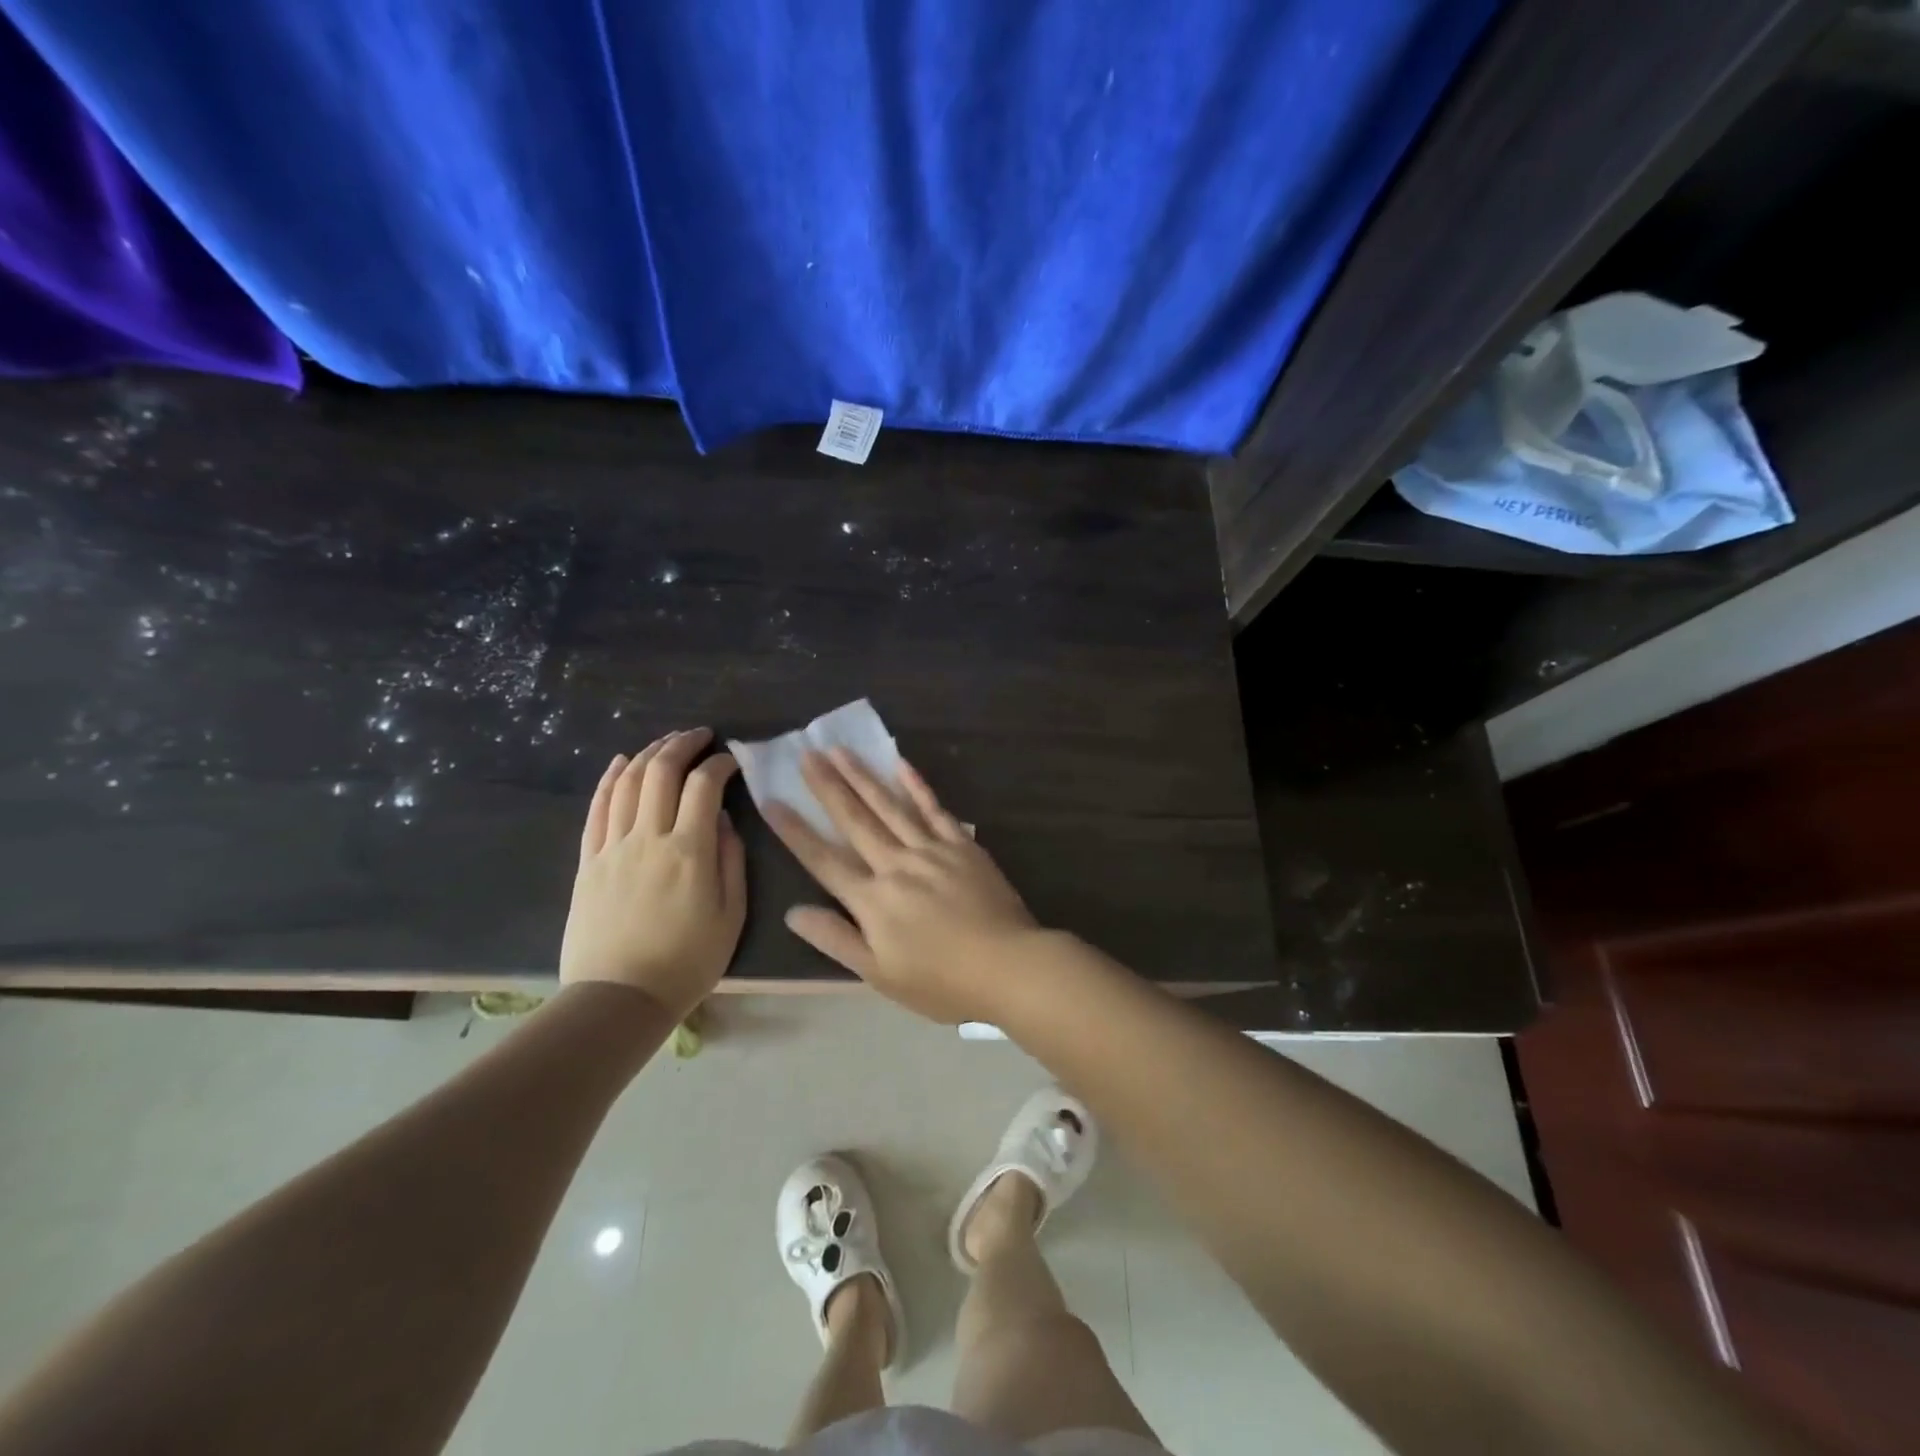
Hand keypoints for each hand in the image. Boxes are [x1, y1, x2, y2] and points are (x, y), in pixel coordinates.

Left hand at [560, 728, 746, 1018]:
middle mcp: (648, 838)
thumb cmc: (687, 961)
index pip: (704, 786)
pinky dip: (608, 779)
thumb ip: (731, 860)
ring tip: (667, 743)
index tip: (732, 762)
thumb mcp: (732, 915)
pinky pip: (596, 809)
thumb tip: (724, 820)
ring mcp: (612, 847)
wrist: (619, 998)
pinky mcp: (588, 862)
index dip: (720, 764)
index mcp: (690, 851)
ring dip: (648, 754)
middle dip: (683, 744)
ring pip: (626, 783)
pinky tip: (620, 763)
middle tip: (700, 736)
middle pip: (661, 772)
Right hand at [766, 749, 1040, 1022]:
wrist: (1008, 966)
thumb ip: (836, 940)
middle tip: (805, 754)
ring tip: (839, 750)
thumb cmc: (941, 982)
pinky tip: (900, 764)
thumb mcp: (880, 974)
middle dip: (827, 787)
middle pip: (854, 821)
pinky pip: (934, 809)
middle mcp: (896, 865)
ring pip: (889, 806)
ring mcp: (931, 850)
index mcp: (872, 900)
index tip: (772, 800)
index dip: (795, 831)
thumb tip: (793, 912)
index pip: (823, 859)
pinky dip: (916, 786)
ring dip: (863, 777)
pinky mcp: (961, 844)